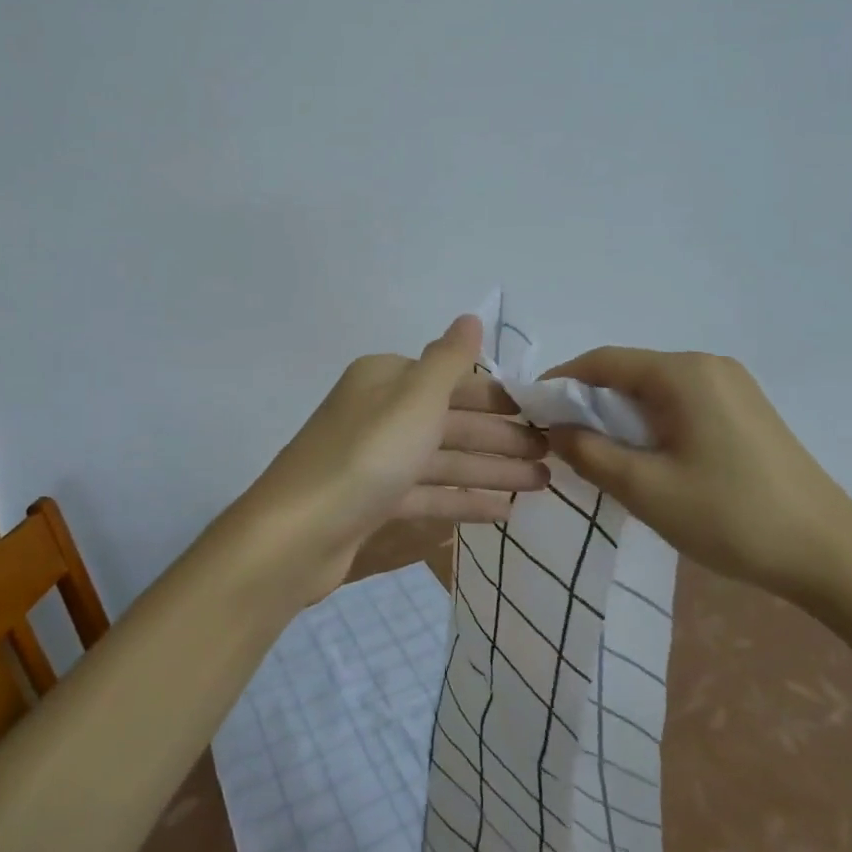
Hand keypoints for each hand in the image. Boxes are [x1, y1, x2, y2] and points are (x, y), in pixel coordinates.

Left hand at [247, 315, 548, 600]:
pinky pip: (429, 494)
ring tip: (541, 485)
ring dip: (491, 471)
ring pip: (444, 460)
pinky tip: (501, 513)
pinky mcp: (374, 502)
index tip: (542, 415)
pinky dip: (463, 500)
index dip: (499, 397)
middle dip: (502, 438)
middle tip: (553, 455)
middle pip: (452, 421)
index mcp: (387, 380)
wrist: (298, 535)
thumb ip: (450, 359)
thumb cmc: (368, 455)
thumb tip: (471, 317)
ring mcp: (376, 460)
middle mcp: (380, 413)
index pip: (453, 381)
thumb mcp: (415, 397)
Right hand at [539, 348, 851, 598]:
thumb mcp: (646, 489)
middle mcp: (708, 366)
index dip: (561, 382)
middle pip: (630, 372)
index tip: (531, 410)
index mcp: (684, 373)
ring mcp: (733, 386)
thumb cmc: (731, 517)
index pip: (604, 361)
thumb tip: (553, 428)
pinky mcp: (747, 410)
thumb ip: (589, 452)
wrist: (831, 555)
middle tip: (563, 441)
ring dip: (621, 415)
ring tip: (601, 455)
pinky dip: (652, 423)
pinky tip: (648, 458)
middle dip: (590, 402)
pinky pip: (682, 404)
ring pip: (656, 390)